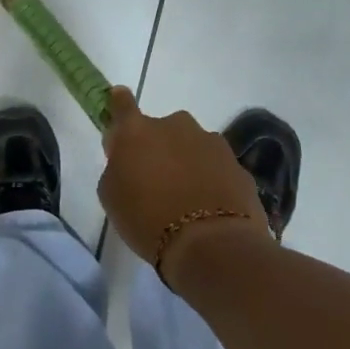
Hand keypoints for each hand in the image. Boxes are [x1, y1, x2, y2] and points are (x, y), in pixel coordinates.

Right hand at [98, 87, 268, 290]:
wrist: (211, 245)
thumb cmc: (147, 220)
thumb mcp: (112, 196)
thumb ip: (117, 167)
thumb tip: (128, 159)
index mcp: (137, 130)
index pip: (122, 104)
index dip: (119, 103)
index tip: (119, 102)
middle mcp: (175, 125)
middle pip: (163, 130)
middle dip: (160, 148)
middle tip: (157, 181)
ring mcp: (210, 142)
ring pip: (193, 147)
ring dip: (188, 164)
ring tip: (187, 202)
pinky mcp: (237, 164)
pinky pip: (217, 168)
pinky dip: (212, 181)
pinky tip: (210, 210)